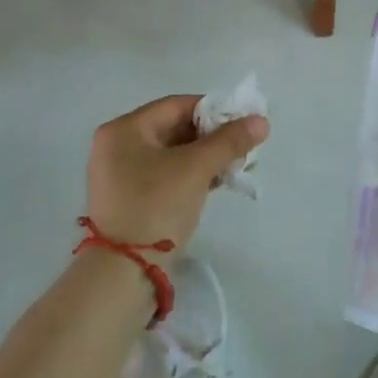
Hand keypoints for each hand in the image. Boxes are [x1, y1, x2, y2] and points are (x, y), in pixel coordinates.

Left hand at [86, 96, 268, 249]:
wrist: (124, 272)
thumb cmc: (156, 206)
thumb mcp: (196, 169)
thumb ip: (229, 141)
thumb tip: (261, 121)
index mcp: (124, 129)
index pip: (177, 105)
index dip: (213, 110)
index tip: (242, 122)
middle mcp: (116, 145)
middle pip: (174, 128)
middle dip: (211, 136)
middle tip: (242, 146)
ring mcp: (120, 174)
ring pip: (172, 153)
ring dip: (204, 156)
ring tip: (234, 165)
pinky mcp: (129, 198)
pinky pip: (165, 173)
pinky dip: (190, 174)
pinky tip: (216, 182)